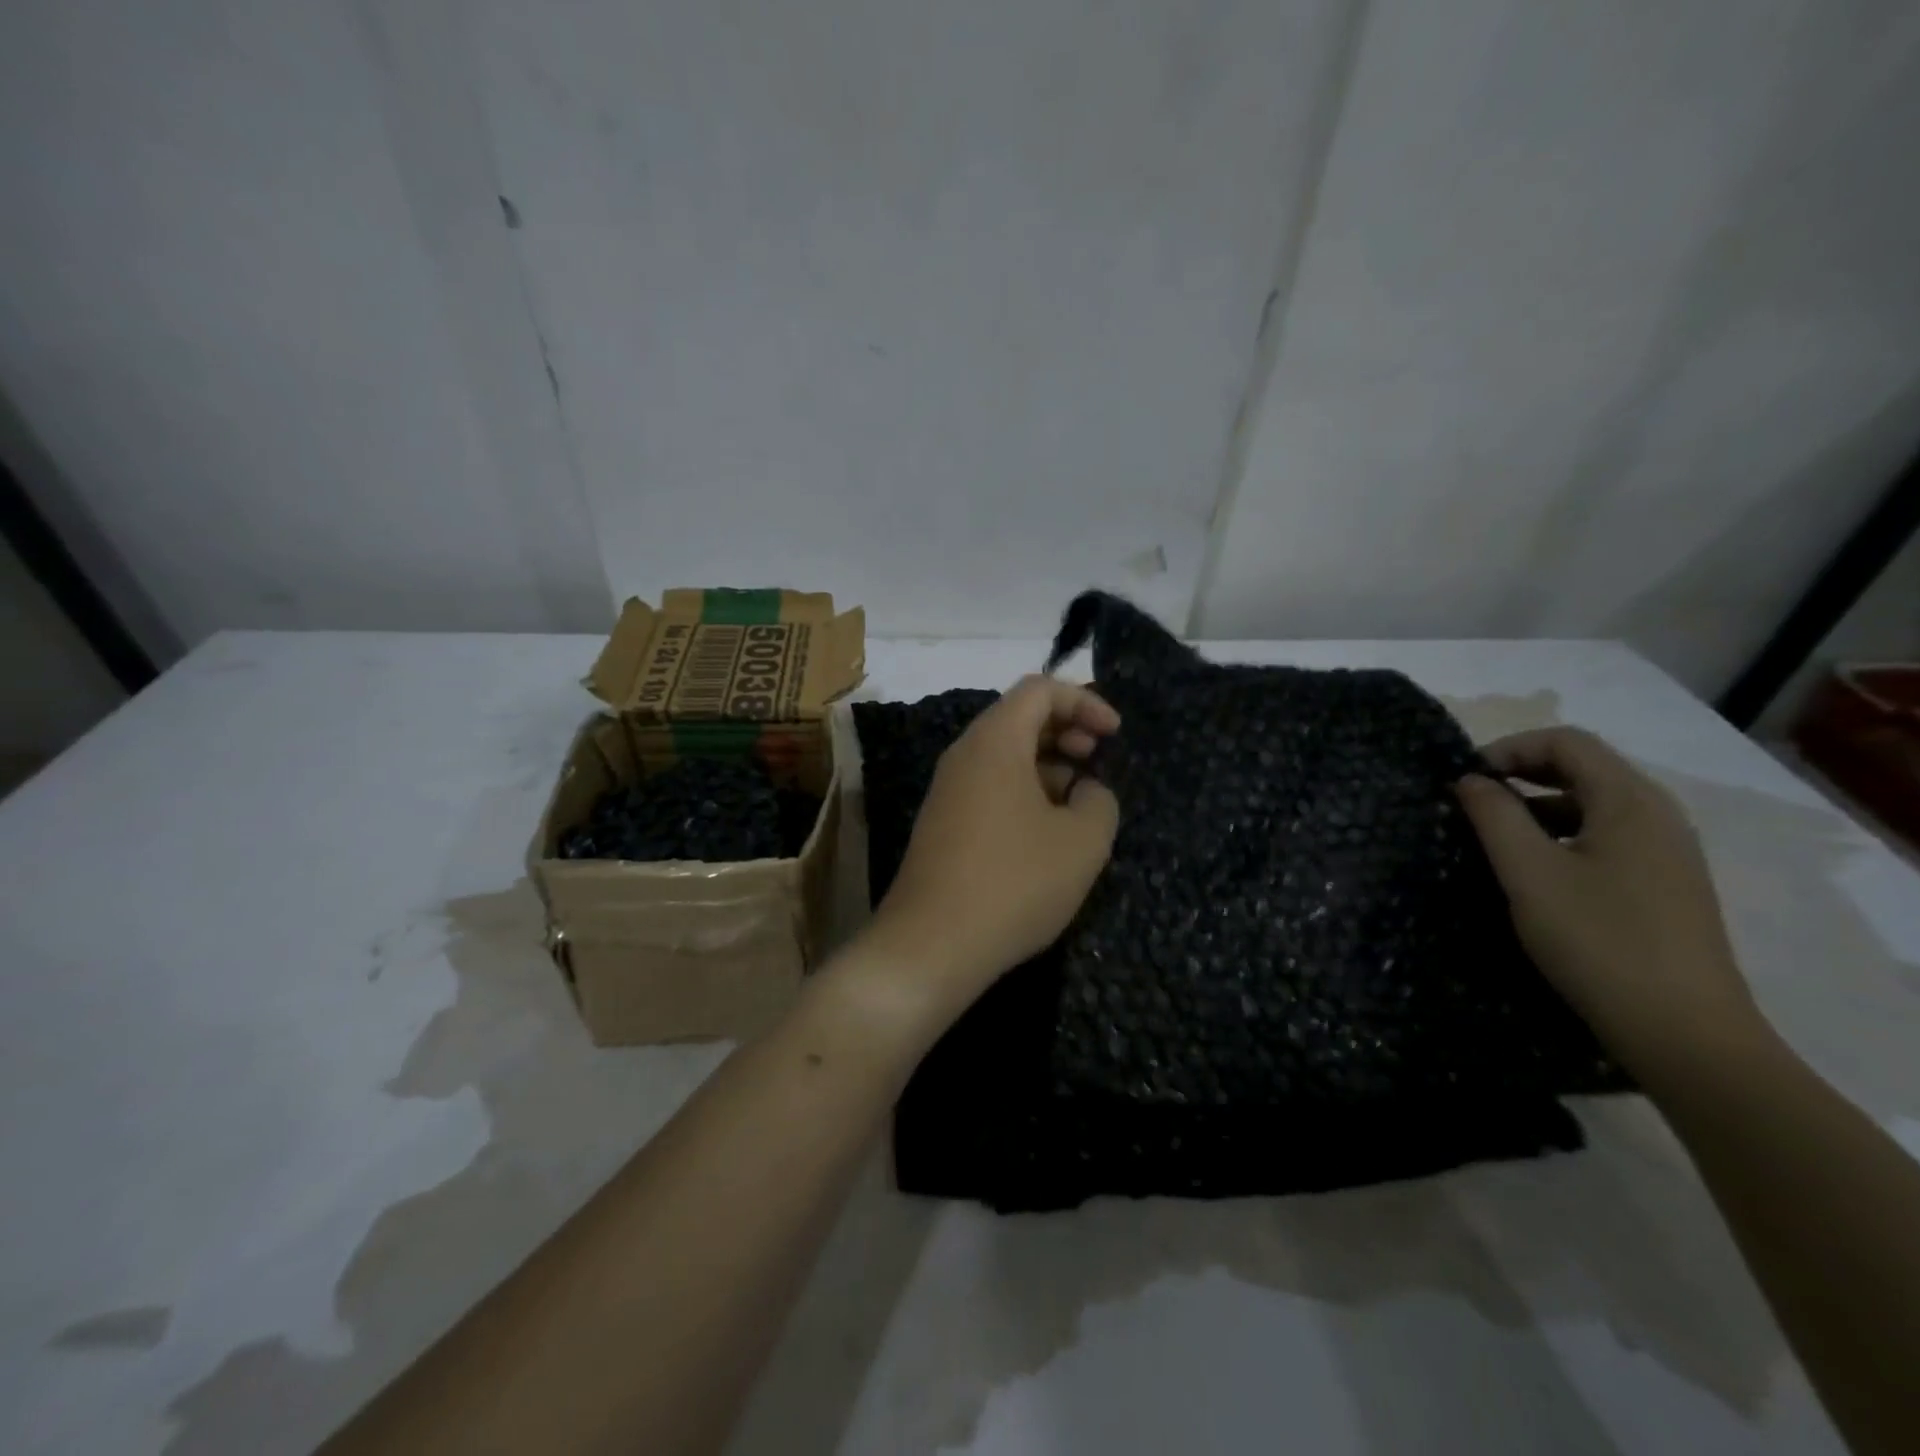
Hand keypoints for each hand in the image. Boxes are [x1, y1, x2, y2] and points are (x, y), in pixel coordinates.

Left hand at [862, 675, 1120, 1008]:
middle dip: (1066, 729)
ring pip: (1004, 754)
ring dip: (1047, 764)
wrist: (931, 945)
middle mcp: (964, 755)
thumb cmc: (1014, 883)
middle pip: (1018, 717)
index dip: (1084, 701)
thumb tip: (1088, 790)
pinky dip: (1024, 790)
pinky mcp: (942, 823)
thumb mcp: (1082, 842)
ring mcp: (948, 790)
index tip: (1114, 734)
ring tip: (1080, 800)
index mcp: (994, 742)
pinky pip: (989, 785)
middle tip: (1098, 760)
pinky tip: (1046, 831)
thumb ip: (1099, 801)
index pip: (1039, 689)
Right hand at [1454, 727, 1764, 1079]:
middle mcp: (1658, 816)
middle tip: (1471, 802)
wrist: (1683, 1032)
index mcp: (1631, 802)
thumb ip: (1494, 816)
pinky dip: (1563, 836)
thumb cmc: (1598, 939)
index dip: (1509, 748)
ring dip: (1539, 807)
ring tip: (1495, 838)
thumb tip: (1470, 780)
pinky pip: (1607, 838)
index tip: (1465, 780)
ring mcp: (1668, 853)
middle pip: (1584, 768)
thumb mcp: (1529, 872)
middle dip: (1521, 775)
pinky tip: (1536, 872)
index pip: (1567, 742)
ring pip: (1594, 806)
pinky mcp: (1666, 886)